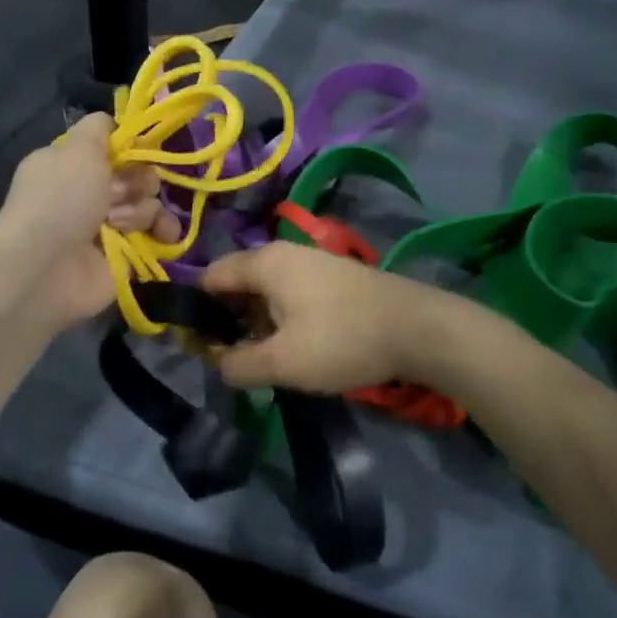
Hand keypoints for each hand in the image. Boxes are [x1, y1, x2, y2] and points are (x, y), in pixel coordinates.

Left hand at [0, 113, 181, 326]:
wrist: (44, 267)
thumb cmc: (60, 200)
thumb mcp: (78, 147)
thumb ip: (99, 128)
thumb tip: (115, 124)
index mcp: (73, 164)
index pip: (114, 147)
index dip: (132, 147)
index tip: (140, 150)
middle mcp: (89, 193)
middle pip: (137, 175)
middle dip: (138, 181)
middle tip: (119, 194)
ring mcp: (107, 227)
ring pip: (148, 204)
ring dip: (143, 210)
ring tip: (123, 224)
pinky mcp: (125, 256)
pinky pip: (156, 236)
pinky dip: (162, 233)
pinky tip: (162, 236)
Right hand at [200, 242, 437, 393]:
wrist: (418, 328)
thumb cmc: (342, 340)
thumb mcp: (283, 363)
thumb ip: (237, 365)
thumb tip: (216, 361)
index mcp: (265, 262)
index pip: (210, 277)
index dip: (197, 312)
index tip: (200, 348)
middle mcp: (284, 252)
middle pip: (237, 282)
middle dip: (228, 320)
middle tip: (233, 360)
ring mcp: (311, 262)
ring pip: (265, 290)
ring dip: (257, 322)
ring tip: (265, 359)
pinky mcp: (332, 277)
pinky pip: (290, 292)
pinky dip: (282, 317)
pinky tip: (296, 347)